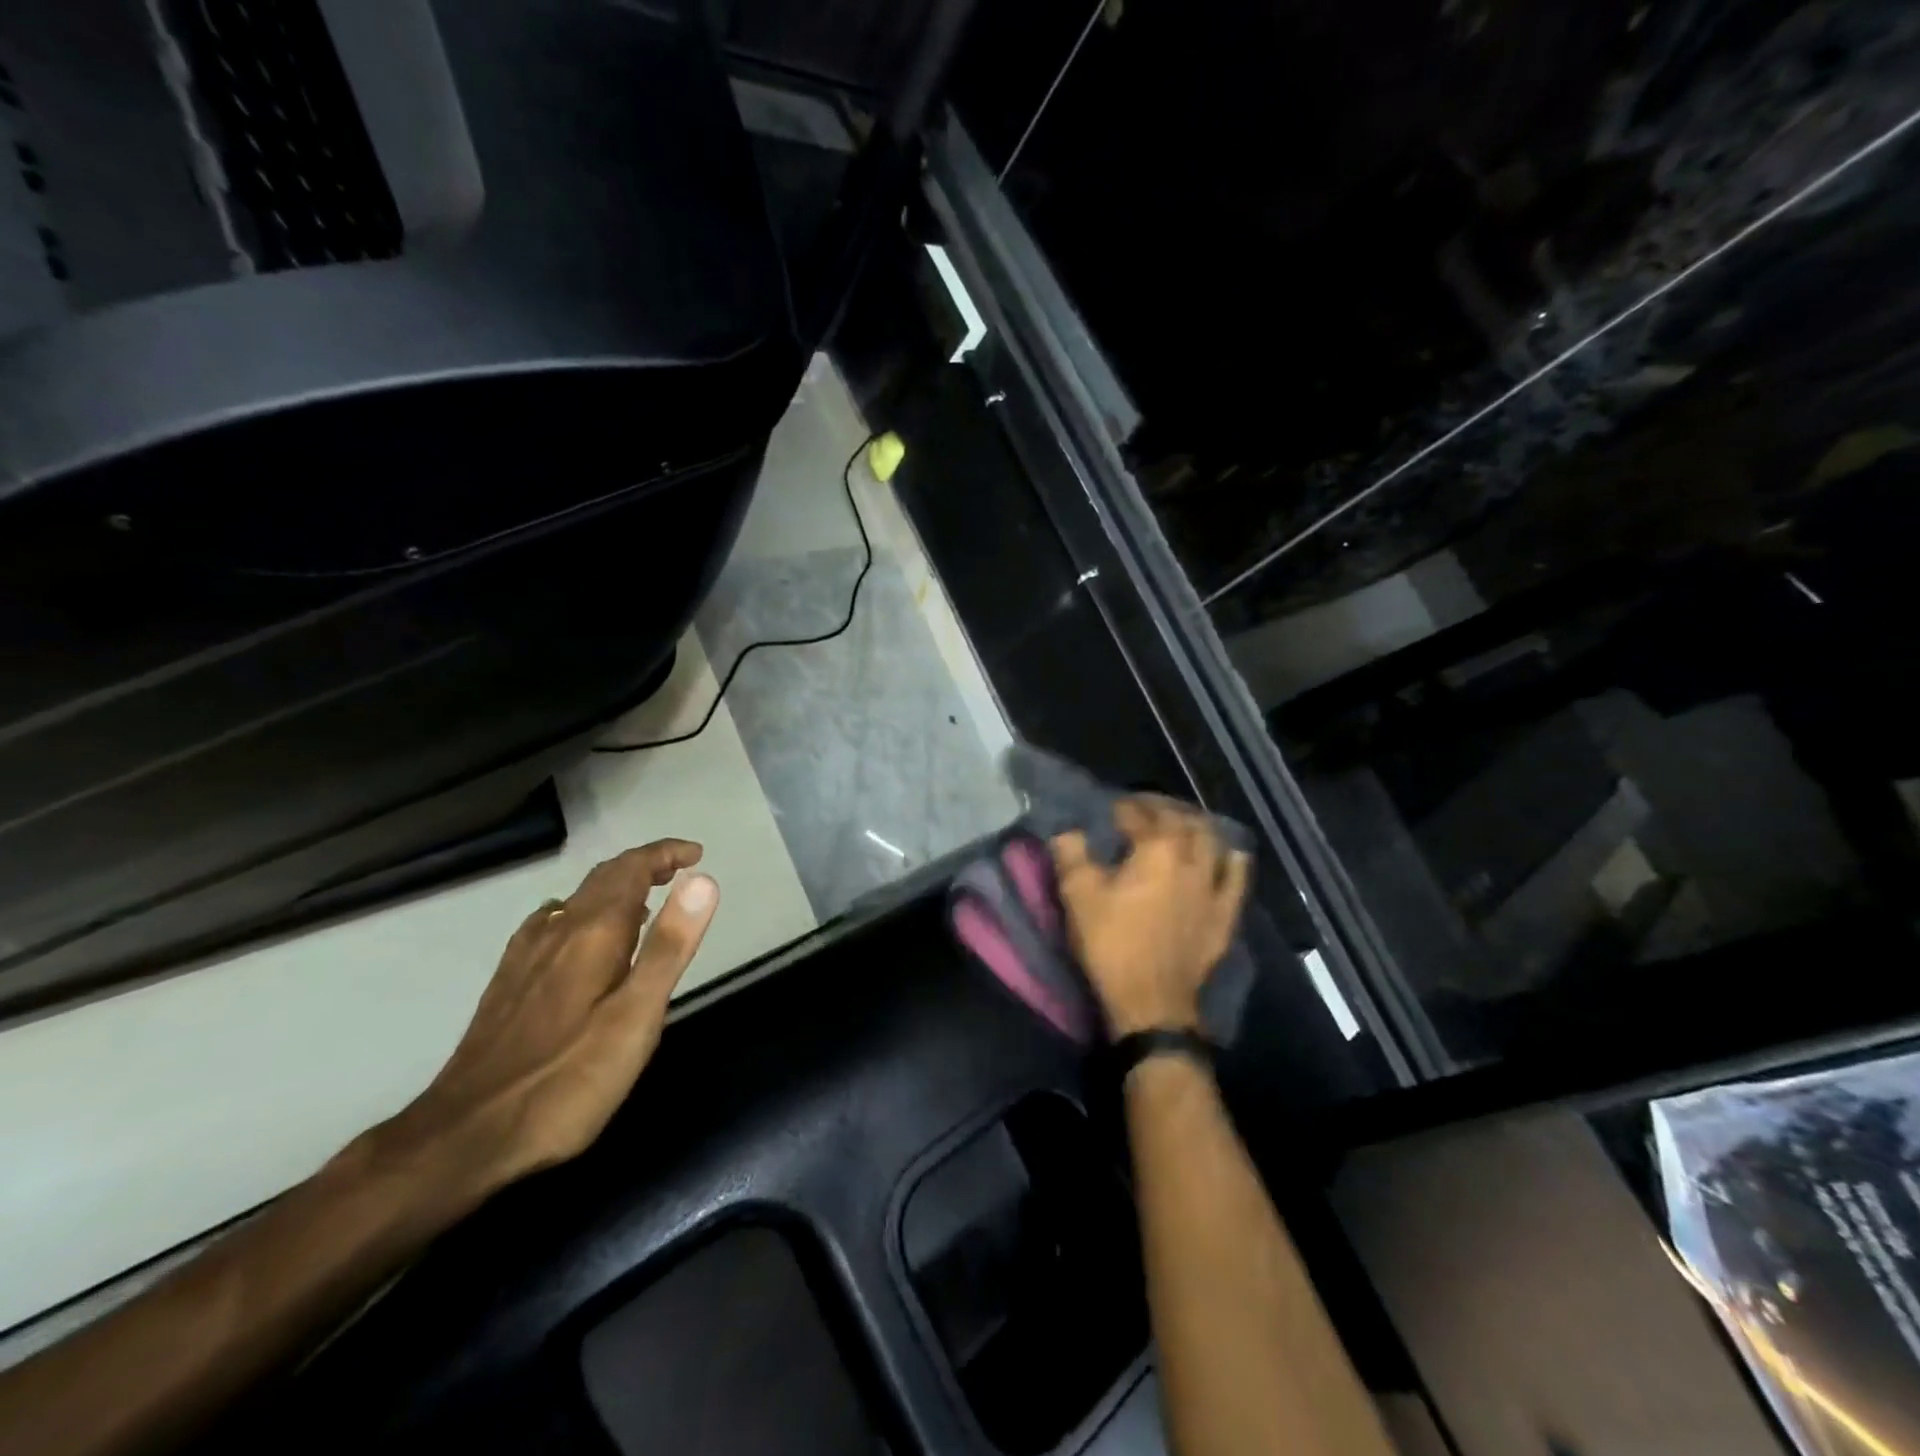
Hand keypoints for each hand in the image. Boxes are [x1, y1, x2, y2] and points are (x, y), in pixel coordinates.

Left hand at [366, 840, 719, 1206]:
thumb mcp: (636, 1016)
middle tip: (680, 872)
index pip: (632, 869)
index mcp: (592, 932)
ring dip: (616, 889)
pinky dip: (583, 913)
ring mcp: (526, 956)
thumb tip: (703, 881)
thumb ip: (669, 946)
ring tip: (645, 904)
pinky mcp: (509, 982)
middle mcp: (557, 931)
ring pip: (577, 900)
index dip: (666, 854)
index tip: (697, 854)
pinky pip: (552, 924)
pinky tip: (583, 941)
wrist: (464, 1136)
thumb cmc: (567, 1078)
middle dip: (644, 865)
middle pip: (603, 878)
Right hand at [1051, 799, 1250, 1036]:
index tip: (1110, 807)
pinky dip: (1231, 859)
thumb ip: (1071, 855)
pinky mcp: (1225, 913)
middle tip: (1143, 809)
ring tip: (1180, 824)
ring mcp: (1214, 886)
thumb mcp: (1079, 897)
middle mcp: (1192, 858)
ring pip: (1213, 841)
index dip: (1124, 807)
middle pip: (1181, 820)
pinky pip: (1236, 877)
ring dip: (1196, 825)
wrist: (1151, 1003)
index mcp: (1156, 849)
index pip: (1140, 814)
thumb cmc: (1112, 944)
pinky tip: (1228, 854)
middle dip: (1161, 808)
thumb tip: (1068, 830)